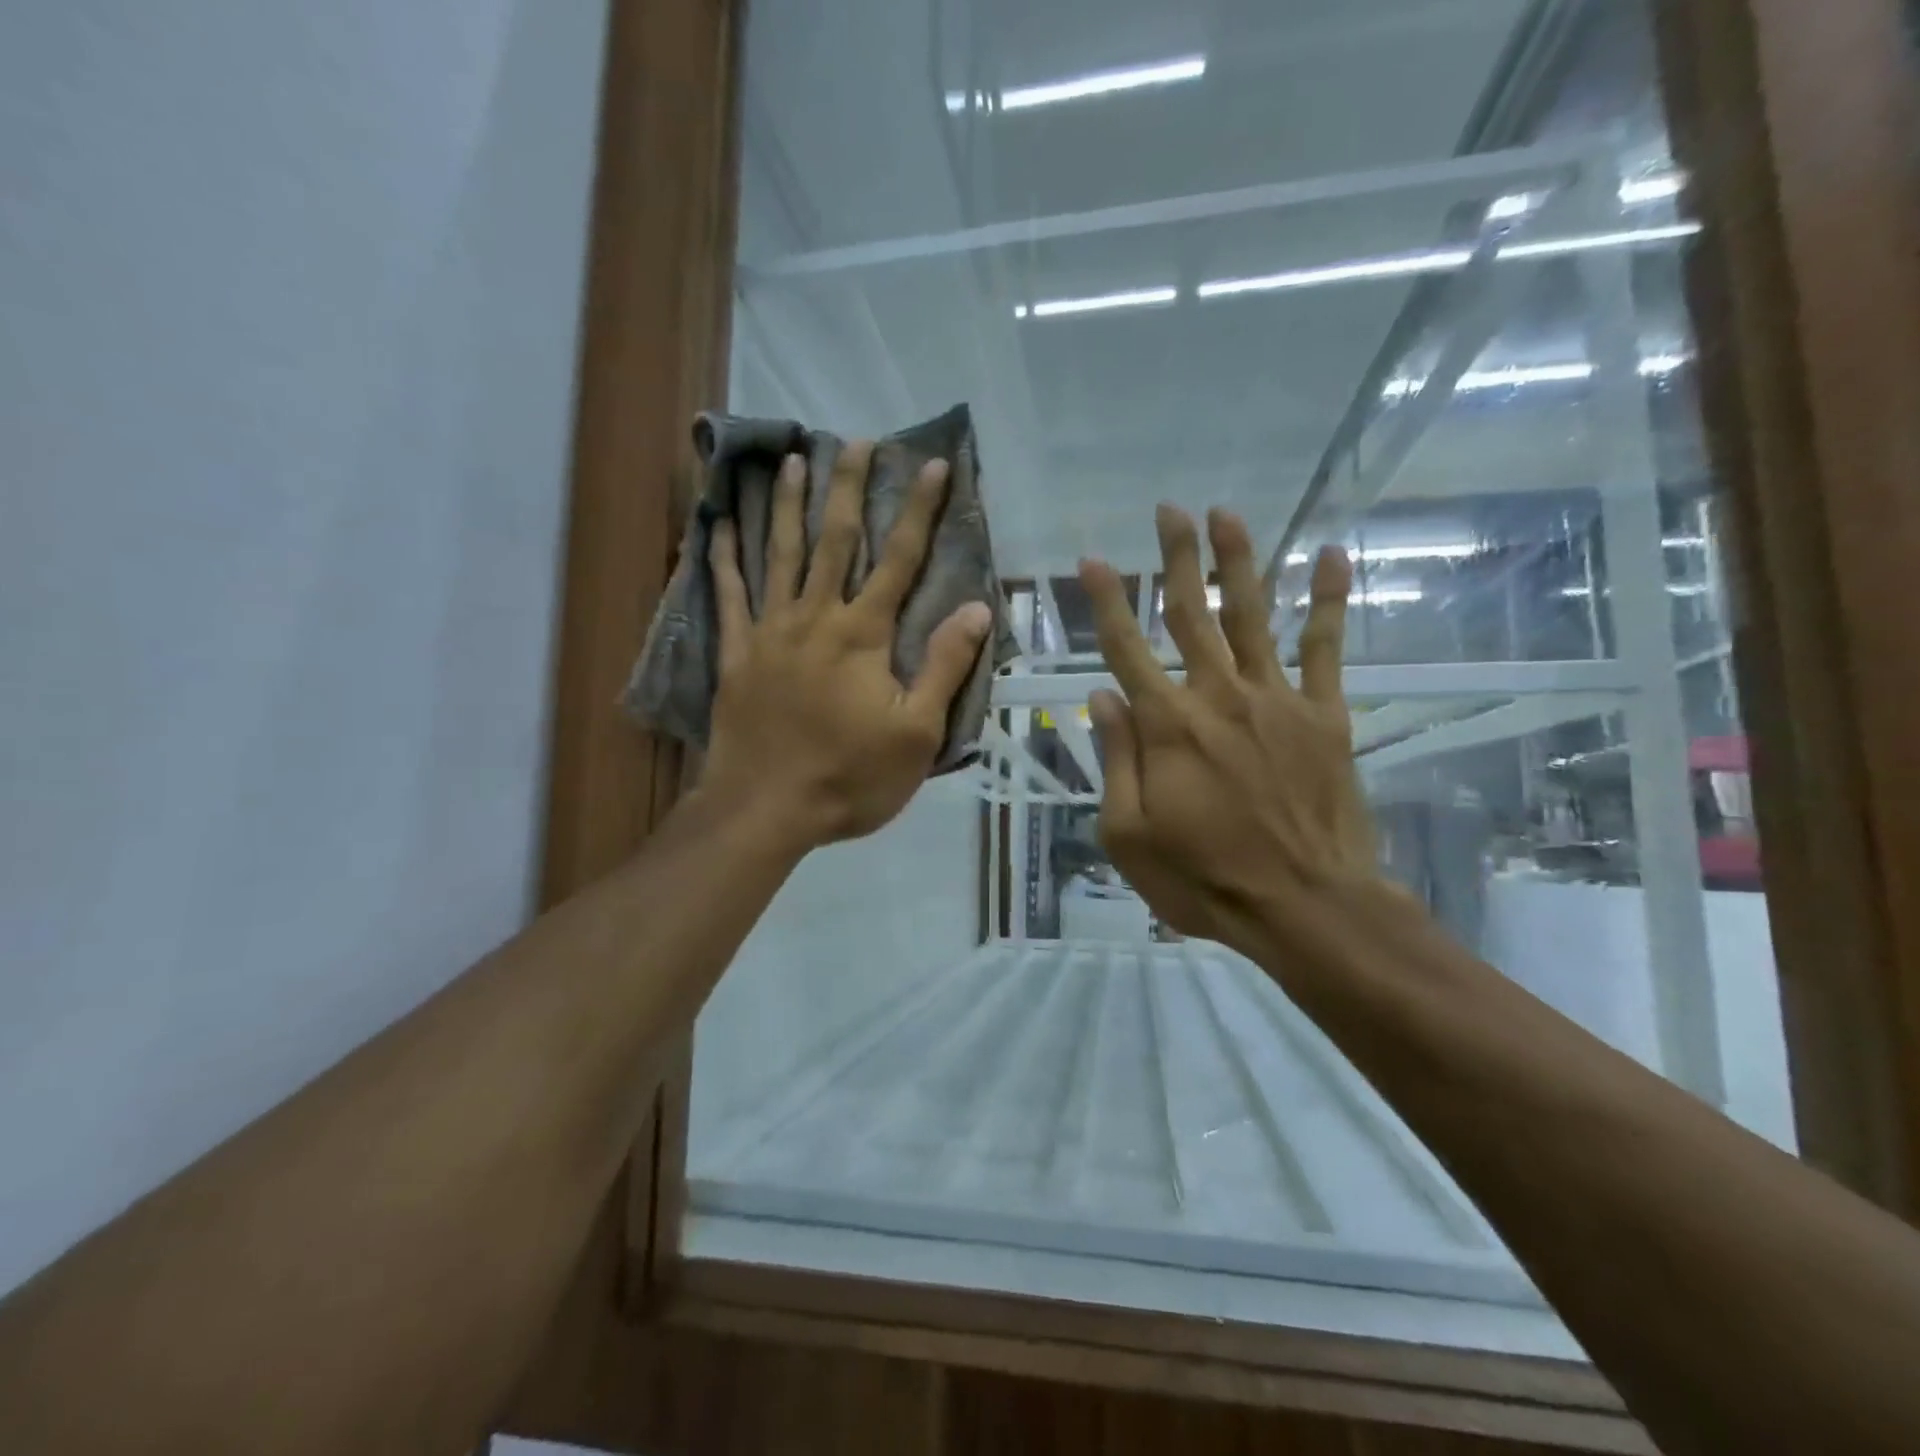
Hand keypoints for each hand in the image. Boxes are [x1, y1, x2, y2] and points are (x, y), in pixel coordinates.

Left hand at [699, 440, 993, 851]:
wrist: (765, 811)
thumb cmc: (849, 778)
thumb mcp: (916, 734)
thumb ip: (943, 667)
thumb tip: (976, 608)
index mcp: (862, 635)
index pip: (899, 560)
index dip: (919, 511)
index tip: (932, 465)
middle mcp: (814, 618)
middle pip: (834, 541)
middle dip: (848, 488)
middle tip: (855, 441)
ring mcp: (768, 633)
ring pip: (779, 555)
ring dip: (789, 506)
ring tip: (792, 460)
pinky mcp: (735, 655)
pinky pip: (726, 597)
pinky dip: (722, 560)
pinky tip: (718, 527)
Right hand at [1080, 505, 1380, 953]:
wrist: (1306, 906)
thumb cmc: (1204, 878)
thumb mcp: (1129, 834)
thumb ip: (1116, 759)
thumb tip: (1101, 696)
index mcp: (1167, 727)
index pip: (1126, 649)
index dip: (1107, 602)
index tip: (1093, 560)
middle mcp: (1218, 697)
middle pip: (1192, 615)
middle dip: (1177, 559)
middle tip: (1168, 510)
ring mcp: (1277, 701)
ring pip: (1253, 616)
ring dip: (1239, 561)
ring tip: (1227, 514)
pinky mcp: (1324, 716)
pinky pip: (1325, 649)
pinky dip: (1331, 601)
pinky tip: (1333, 556)